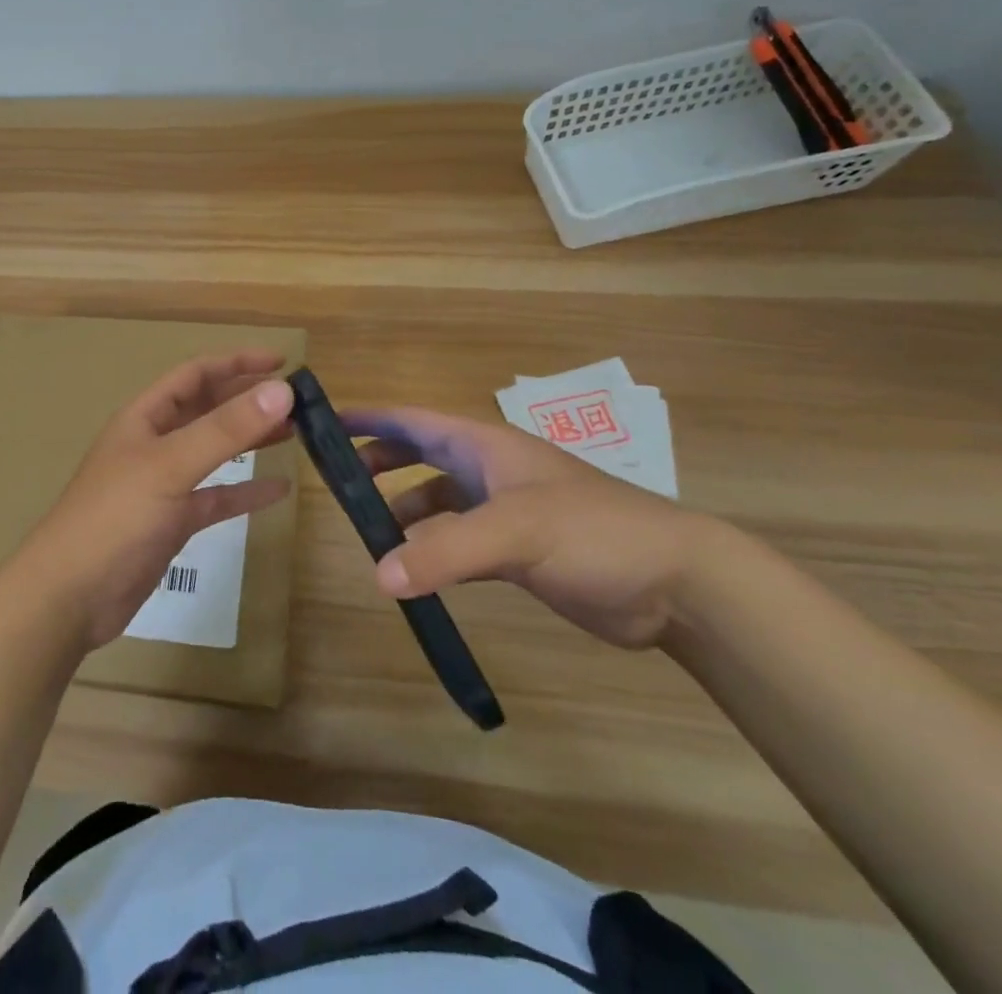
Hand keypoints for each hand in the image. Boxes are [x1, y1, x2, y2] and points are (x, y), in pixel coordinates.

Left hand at [4, 351, 295, 650]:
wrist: (69, 597)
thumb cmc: (114, 518)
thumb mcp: (171, 466)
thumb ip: (225, 429)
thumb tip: (282, 391)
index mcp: (146, 417)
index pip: (196, 374)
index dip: (237, 363)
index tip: (282, 363)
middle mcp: (155, 443)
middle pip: (208, 409)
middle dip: (250, 401)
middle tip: (300, 402)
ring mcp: (163, 484)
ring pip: (215, 451)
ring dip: (251, 440)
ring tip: (296, 433)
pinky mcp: (172, 522)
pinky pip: (215, 497)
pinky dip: (244, 491)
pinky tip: (278, 490)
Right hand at [341, 406, 716, 649]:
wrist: (675, 583)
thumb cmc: (593, 533)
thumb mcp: (516, 533)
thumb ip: (445, 552)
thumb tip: (377, 575)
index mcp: (485, 445)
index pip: (414, 420)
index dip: (370, 418)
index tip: (326, 422)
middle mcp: (489, 470)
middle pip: (421, 454)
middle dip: (380, 461)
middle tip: (338, 482)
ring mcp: (505, 510)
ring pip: (438, 499)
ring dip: (404, 510)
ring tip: (371, 533)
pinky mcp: (518, 550)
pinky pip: (459, 540)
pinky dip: (433, 548)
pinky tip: (416, 569)